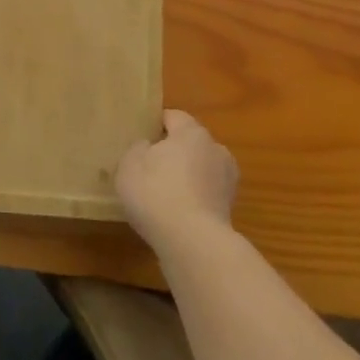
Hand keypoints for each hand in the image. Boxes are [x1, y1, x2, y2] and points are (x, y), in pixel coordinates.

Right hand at [115, 110, 238, 251]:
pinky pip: (206, 194)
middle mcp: (216, 149)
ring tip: (164, 194)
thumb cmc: (156, 192)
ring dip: (187, 176)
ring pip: (201, 169)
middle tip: (149, 166)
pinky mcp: (230, 209)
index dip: (156, 124)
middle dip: (173, 151)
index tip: (141, 137)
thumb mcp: (130, 164)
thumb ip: (137, 148)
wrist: (193, 242)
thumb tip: (147, 146)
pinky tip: (176, 214)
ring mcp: (227, 180)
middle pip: (191, 143)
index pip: (174, 117)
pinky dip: (194, 199)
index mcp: (192, 132)